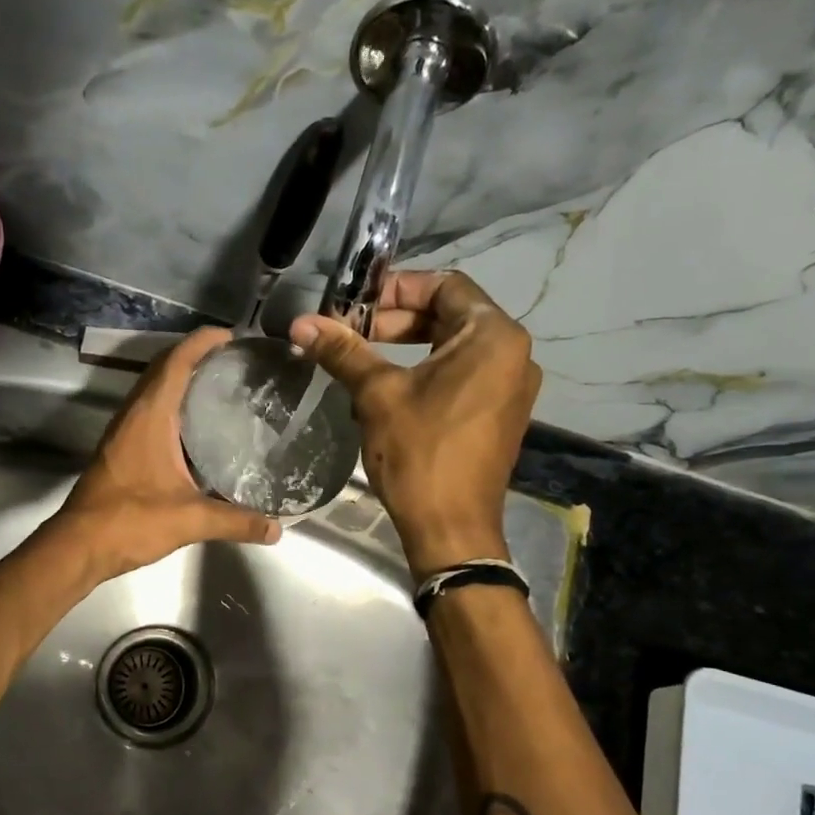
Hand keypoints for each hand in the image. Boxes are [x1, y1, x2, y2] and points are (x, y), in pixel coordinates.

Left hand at [52, 326, 281, 583]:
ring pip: (154, 390)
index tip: (233, 336)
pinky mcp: (120, 449)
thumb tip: (276, 528)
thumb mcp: (191, 520)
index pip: (176, 362)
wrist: (80, 545)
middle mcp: (134, 414)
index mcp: (150, 416)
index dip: (202, 342)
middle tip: (234, 361)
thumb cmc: (131, 521)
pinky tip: (195, 428)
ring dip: (181, 380)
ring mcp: (123, 431)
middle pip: (164, 369)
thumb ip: (236, 522)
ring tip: (220, 386)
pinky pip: (149, 411)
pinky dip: (172, 405)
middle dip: (196, 356)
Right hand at [291, 272, 539, 576]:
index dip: (396, 288)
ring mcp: (511, 386)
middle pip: (450, 315)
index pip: (445, 285)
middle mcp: (513, 354)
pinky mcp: (500, 414)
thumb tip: (302, 323)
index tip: (355, 304)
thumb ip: (344, 352)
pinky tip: (389, 391)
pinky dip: (426, 373)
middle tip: (350, 333)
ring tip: (362, 361)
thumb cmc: (419, 454)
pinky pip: (462, 376)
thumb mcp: (377, 395)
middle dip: (396, 321)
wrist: (452, 528)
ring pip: (453, 348)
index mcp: (493, 336)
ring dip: (407, 348)